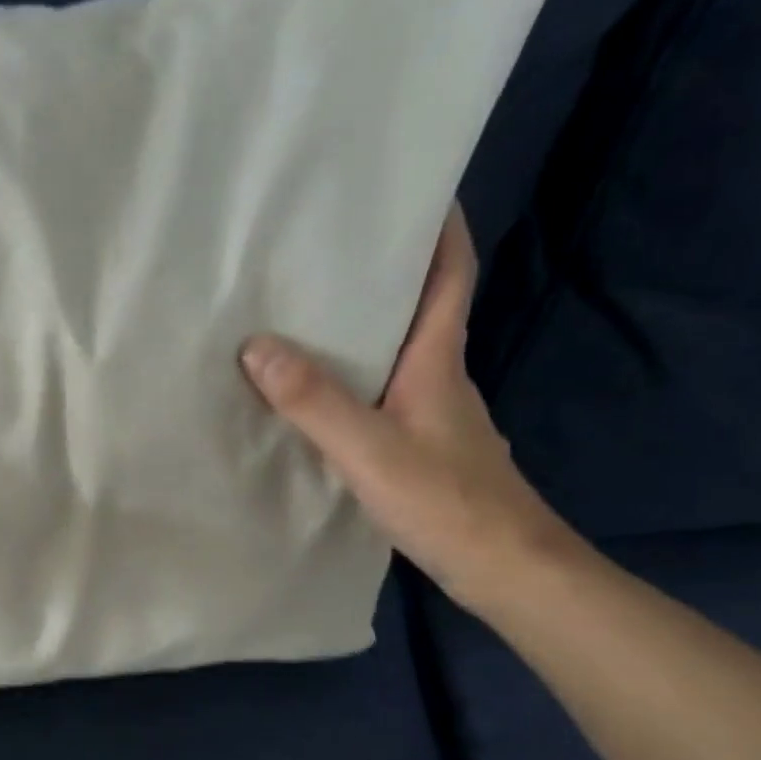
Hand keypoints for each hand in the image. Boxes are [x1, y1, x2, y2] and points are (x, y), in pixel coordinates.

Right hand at [240, 202, 583, 615]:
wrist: (504, 568)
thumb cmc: (446, 501)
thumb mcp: (370, 449)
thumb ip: (314, 401)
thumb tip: (256, 347)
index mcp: (438, 361)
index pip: (449, 275)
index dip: (439, 229)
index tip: (413, 191)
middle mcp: (440, 379)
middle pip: (418, 311)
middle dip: (381, 278)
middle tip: (323, 257)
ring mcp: (434, 418)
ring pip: (398, 359)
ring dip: (362, 336)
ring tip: (304, 323)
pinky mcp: (424, 451)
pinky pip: (385, 399)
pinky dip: (356, 386)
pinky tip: (321, 402)